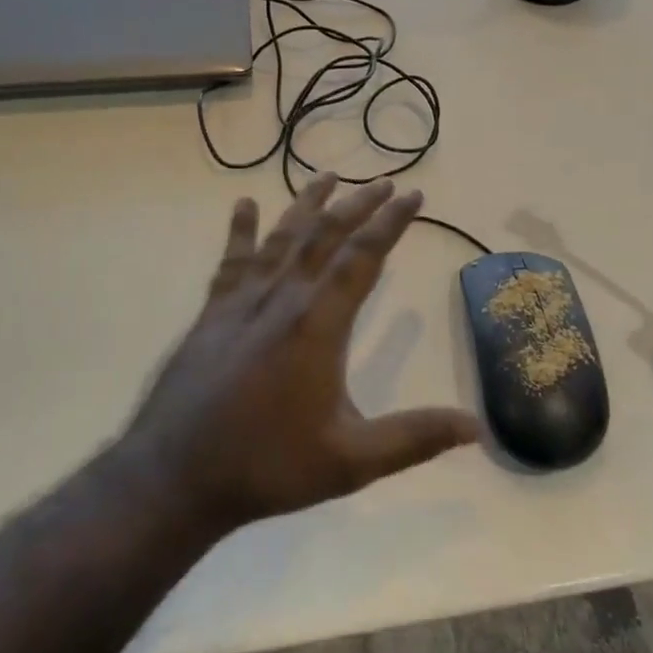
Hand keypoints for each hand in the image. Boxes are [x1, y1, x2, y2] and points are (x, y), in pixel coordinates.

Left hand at [126, 174, 480, 534]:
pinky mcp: (213, 313)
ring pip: (282, 238)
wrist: (175, 476)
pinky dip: (241, 231)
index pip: (363, 256)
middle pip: (324, 236)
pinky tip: (245, 205)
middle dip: (357, 205)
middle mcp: (282, 298)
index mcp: (318, 323)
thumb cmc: (267, 466)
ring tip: (327, 176)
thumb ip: (414, 438)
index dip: (391, 222)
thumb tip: (477, 427)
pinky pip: (232, 260)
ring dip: (307, 204)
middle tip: (383, 182)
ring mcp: (242, 301)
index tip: (413, 193)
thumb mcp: (351, 461)